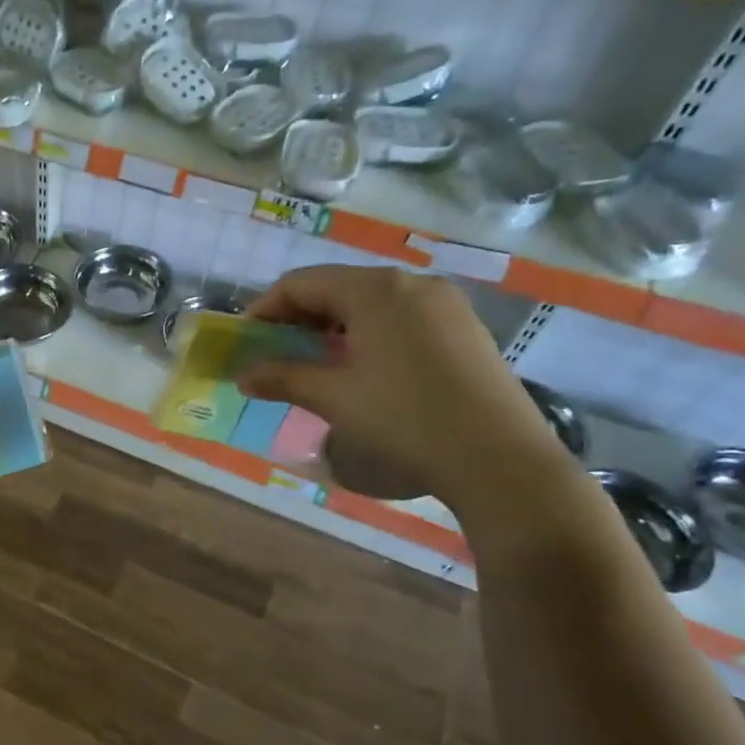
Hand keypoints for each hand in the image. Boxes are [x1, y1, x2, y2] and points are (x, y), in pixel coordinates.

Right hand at [238, 266, 569, 507]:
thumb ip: (283, 378)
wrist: (501, 461)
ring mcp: (444, 304)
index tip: (245, 341)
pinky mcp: (463, 328)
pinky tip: (360, 367)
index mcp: (375, 289)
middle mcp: (411, 283)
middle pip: (336, 288)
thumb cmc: (405, 420)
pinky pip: (399, 317)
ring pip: (369, 303)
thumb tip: (243, 376)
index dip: (265, 309)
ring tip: (312, 362)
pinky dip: (367, 334)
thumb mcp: (334, 398)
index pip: (301, 284)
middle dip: (298, 318)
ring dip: (331, 327)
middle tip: (274, 352)